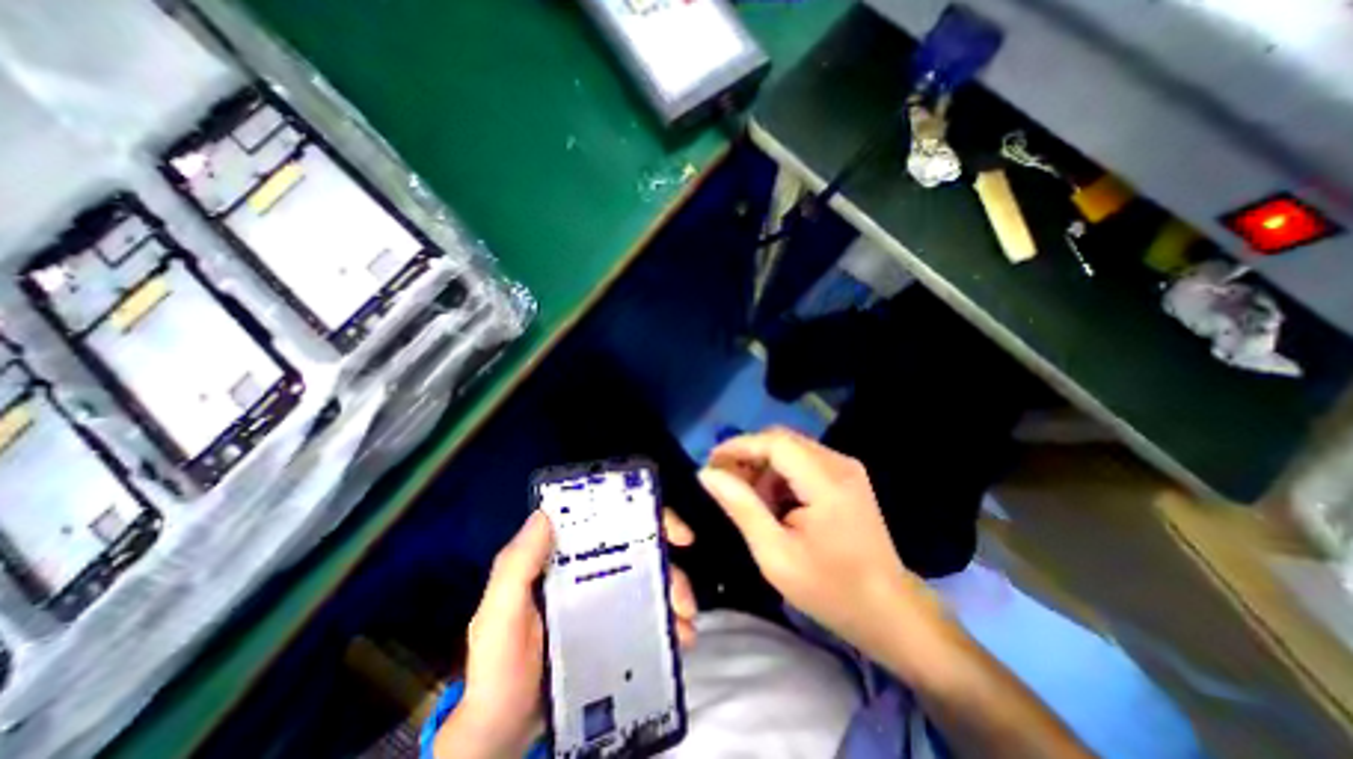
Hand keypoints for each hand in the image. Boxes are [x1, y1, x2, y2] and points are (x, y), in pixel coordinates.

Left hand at [437, 508, 695, 755]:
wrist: (501, 735)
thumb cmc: (498, 668)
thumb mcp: (498, 614)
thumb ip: (516, 566)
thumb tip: (546, 513)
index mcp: (565, 557)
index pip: (609, 522)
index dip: (646, 517)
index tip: (676, 534)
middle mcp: (588, 571)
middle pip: (640, 552)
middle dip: (671, 569)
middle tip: (686, 600)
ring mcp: (602, 602)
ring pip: (649, 584)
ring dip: (675, 598)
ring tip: (686, 630)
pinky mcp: (611, 631)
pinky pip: (646, 617)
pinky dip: (668, 624)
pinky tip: (679, 642)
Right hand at [696, 430, 942, 653]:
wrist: (889, 612)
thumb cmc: (830, 589)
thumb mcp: (775, 554)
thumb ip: (741, 507)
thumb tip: (707, 474)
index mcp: (826, 481)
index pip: (775, 442)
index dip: (739, 446)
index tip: (710, 462)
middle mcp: (839, 464)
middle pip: (782, 440)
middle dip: (748, 456)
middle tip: (723, 481)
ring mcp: (846, 469)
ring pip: (791, 450)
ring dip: (763, 467)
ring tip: (746, 498)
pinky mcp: (846, 478)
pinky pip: (803, 462)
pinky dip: (780, 476)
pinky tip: (772, 502)